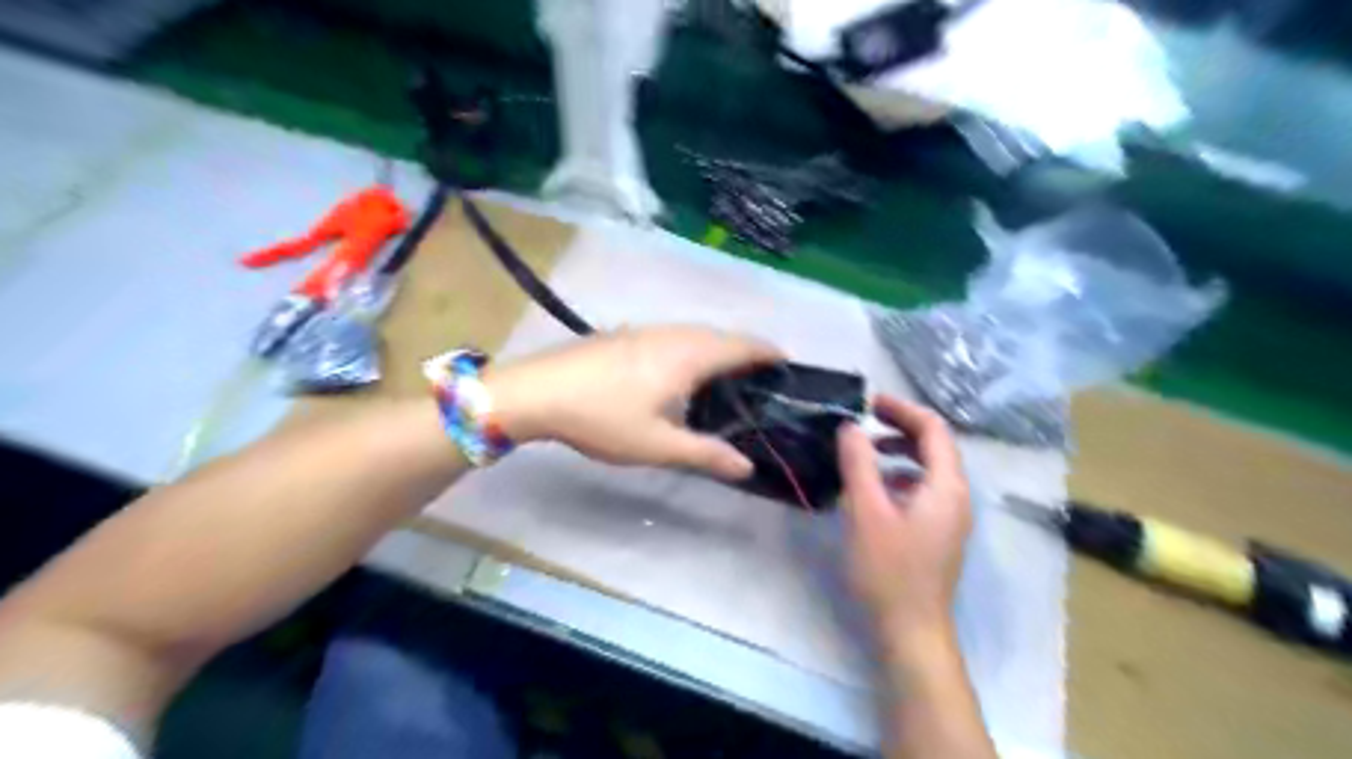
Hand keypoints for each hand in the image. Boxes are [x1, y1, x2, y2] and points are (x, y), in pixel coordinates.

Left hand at [487, 326, 782, 480]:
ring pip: (694, 333)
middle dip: (745, 351)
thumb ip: (705, 454)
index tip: (787, 363)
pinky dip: (692, 349)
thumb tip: (747, 467)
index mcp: (689, 355)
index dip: (768, 352)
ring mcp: (645, 330)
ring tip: (725, 377)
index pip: (742, 345)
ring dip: (716, 348)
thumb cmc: (603, 417)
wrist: (537, 391)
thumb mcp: (657, 445)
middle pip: (721, 335)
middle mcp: (672, 334)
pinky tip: (678, 374)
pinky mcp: (625, 335)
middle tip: (760, 380)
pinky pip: (673, 336)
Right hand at [836, 395, 972, 648]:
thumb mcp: (866, 511)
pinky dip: (900, 476)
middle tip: (864, 421)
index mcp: (946, 486)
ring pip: (929, 468)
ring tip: (866, 451)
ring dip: (900, 451)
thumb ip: (858, 463)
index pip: (933, 429)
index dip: (902, 409)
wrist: (911, 630)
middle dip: (900, 427)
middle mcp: (956, 496)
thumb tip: (850, 427)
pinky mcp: (938, 533)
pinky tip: (874, 488)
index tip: (868, 403)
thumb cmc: (889, 569)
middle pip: (935, 446)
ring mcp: (950, 517)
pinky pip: (923, 489)